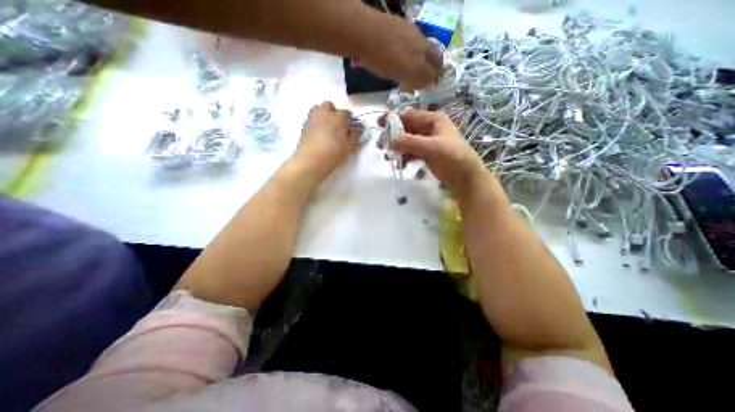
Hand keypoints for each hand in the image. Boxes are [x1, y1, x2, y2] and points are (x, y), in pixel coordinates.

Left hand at [294, 102, 358, 180]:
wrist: (311, 160)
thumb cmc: (333, 153)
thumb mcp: (349, 147)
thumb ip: (353, 136)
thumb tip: (353, 130)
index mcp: (338, 118)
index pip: (345, 112)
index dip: (349, 117)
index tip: (349, 123)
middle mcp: (324, 114)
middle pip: (329, 105)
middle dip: (334, 111)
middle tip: (337, 122)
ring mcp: (312, 118)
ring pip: (317, 108)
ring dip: (322, 113)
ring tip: (326, 124)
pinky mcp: (304, 126)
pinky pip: (311, 118)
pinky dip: (315, 121)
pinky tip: (318, 132)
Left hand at [357, 12, 437, 88]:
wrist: (367, 33)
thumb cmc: (377, 61)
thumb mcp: (392, 76)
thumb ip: (406, 80)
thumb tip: (410, 85)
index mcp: (417, 67)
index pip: (431, 77)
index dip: (427, 84)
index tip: (420, 87)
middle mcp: (423, 51)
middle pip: (437, 62)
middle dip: (435, 71)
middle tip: (428, 77)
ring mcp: (419, 38)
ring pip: (432, 50)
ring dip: (429, 60)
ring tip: (420, 65)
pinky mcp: (413, 28)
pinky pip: (423, 42)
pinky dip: (421, 50)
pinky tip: (411, 53)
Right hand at [384, 110, 486, 198]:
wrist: (465, 178)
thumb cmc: (452, 158)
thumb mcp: (431, 148)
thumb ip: (409, 142)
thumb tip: (390, 140)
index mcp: (433, 120)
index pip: (409, 115)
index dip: (393, 119)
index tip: (379, 125)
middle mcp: (430, 128)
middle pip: (406, 129)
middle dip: (393, 137)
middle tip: (381, 146)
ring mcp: (429, 142)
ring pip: (408, 142)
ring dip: (398, 149)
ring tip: (389, 158)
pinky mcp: (428, 154)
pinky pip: (412, 152)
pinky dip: (405, 157)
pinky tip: (401, 165)